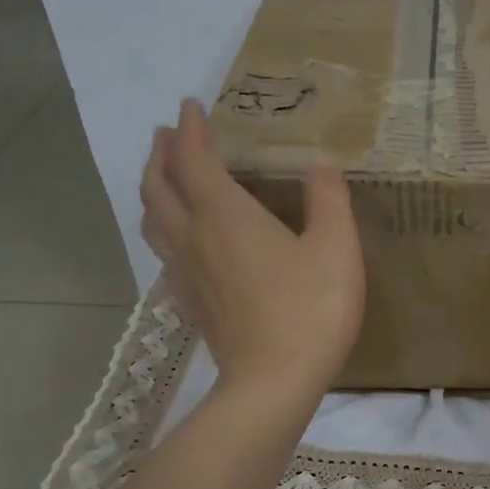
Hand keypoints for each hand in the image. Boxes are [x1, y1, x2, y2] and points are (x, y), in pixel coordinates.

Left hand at [141, 99, 364, 401]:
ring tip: (164, 177)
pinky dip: (163, 229)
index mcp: (226, 215)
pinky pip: (163, 252)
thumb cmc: (310, 309)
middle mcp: (194, 237)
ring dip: (153, 189)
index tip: (191, 106)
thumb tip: (320, 163)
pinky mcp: (190, 303)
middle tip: (169, 135)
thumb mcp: (336, 247)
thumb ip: (328, 199)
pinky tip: (179, 239)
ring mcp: (186, 273)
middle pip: (158, 186)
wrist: (274, 382)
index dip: (191, 130)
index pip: (194, 160)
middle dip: (162, 154)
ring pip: (153, 220)